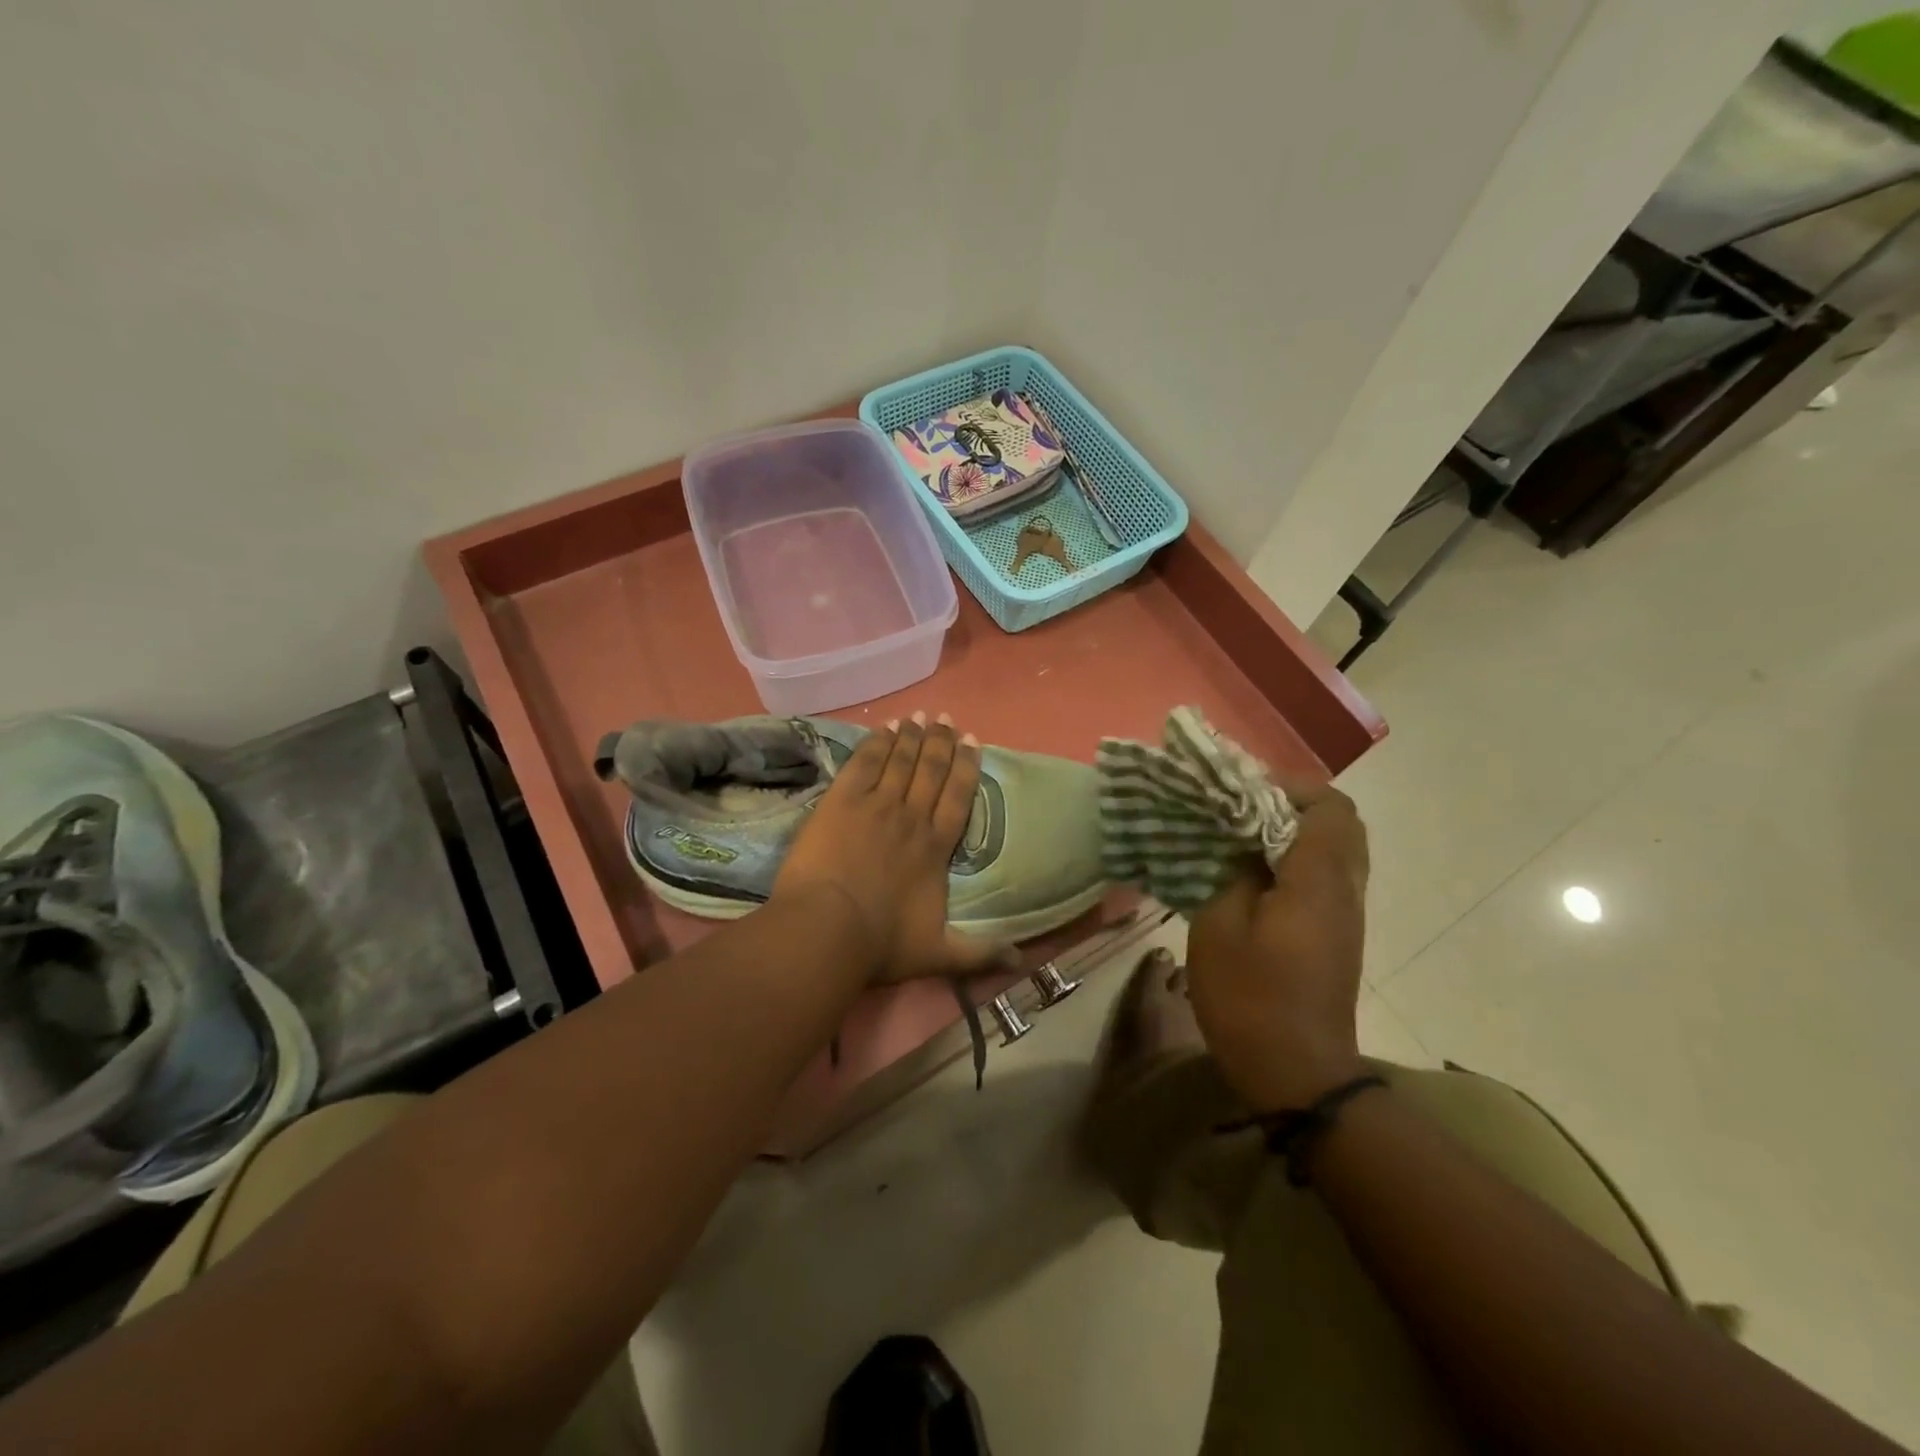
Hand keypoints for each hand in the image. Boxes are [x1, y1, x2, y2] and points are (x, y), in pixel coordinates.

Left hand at [771, 713, 1008, 983]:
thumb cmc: (881, 944)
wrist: (827, 930)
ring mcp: (875, 805)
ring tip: (920, 716)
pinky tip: (884, 728)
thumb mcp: (938, 955)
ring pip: (899, 761)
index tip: (973, 741)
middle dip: (941, 743)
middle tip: (947, 719)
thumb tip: (1022, 962)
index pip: (957, 797)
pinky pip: (863, 763)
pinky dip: (876, 743)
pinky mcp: (841, 801)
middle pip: (931, 771)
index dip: (966, 767)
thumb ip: (979, 954)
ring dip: (911, 737)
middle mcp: (911, 818)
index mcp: (935, 848)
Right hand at [1185, 779, 1369, 1110]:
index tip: (1242, 791)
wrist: (1295, 1071)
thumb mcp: (1219, 925)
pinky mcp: (1337, 935)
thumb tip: (1244, 846)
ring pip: (1335, 850)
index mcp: (1318, 880)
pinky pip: (1326, 876)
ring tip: (1242, 838)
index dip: (1290, 787)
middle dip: (1292, 805)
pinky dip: (1295, 860)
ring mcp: (1346, 914)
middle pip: (1340, 823)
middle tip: (1242, 810)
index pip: (1329, 807)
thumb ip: (1234, 872)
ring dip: (1293, 833)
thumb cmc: (1250, 996)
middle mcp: (1345, 889)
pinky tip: (1254, 876)